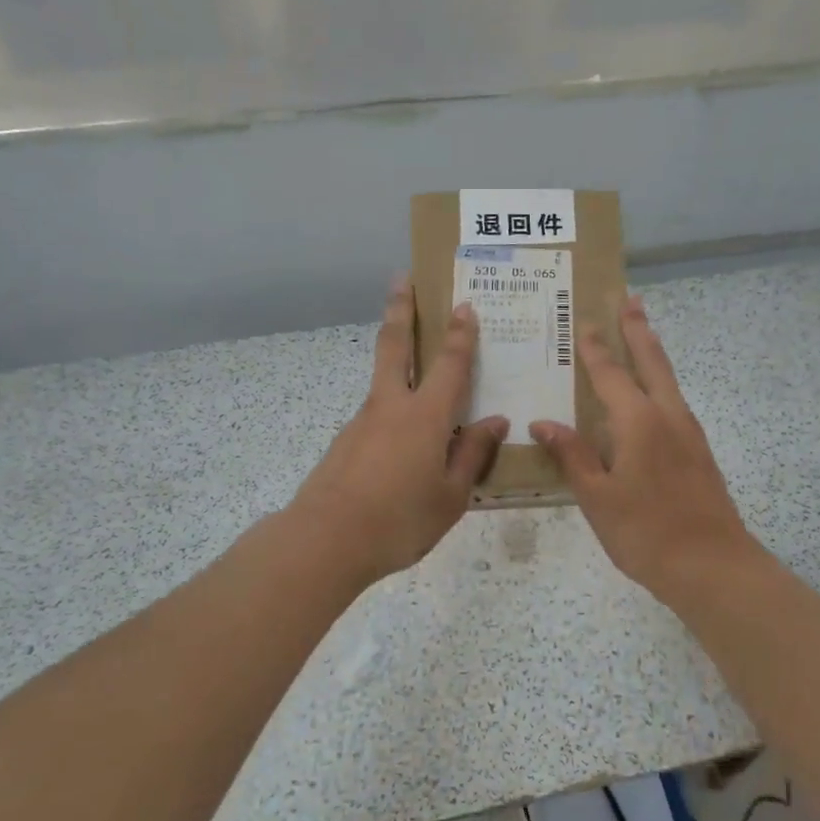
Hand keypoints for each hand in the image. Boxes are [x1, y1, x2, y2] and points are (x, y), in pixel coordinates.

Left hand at [290, 276, 506, 585]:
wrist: (325, 541)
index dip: (460, 334)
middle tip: (402, 278)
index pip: (449, 364)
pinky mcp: (344, 442)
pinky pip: (376, 416)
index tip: (463, 305)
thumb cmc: (399, 520)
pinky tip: (401, 442)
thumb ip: (472, 455)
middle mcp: (391, 407)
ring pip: (383, 380)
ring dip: (395, 358)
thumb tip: (494, 422)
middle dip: (401, 309)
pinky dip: (391, 411)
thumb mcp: (450, 496)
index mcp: (426, 417)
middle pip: (395, 345)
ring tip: (416, 366)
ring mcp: (362, 422)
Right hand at [531, 295, 761, 599]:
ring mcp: (689, 433)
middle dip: (639, 330)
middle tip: (631, 300)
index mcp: (638, 421)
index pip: (610, 374)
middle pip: (652, 361)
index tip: (585, 320)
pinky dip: (662, 382)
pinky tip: (655, 397)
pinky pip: (675, 402)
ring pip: (669, 380)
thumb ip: (572, 455)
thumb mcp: (597, 497)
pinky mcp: (699, 452)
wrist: (712, 566)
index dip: (595, 347)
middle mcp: (667, 416)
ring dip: (654, 353)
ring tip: (644, 334)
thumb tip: (543, 422)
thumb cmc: (645, 531)